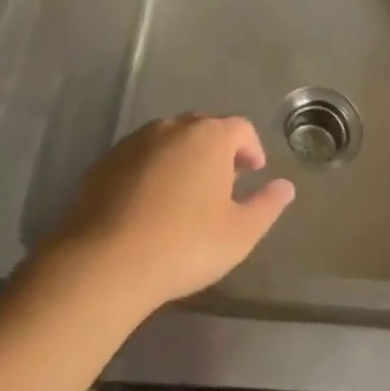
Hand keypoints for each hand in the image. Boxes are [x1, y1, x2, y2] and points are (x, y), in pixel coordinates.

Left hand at [45, 114, 295, 315]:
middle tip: (222, 183)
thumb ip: (267, 205)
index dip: (251, 148)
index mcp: (210, 137)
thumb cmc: (184, 245)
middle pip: (203, 128)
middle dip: (217, 150)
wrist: (103, 263)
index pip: (240, 128)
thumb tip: (286, 186)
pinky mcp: (104, 162)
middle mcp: (173, 127)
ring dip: (182, 158)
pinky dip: (150, 171)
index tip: (253, 172)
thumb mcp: (239, 234)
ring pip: (169, 140)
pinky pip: (139, 158)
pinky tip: (148, 205)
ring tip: (184, 194)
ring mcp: (135, 142)